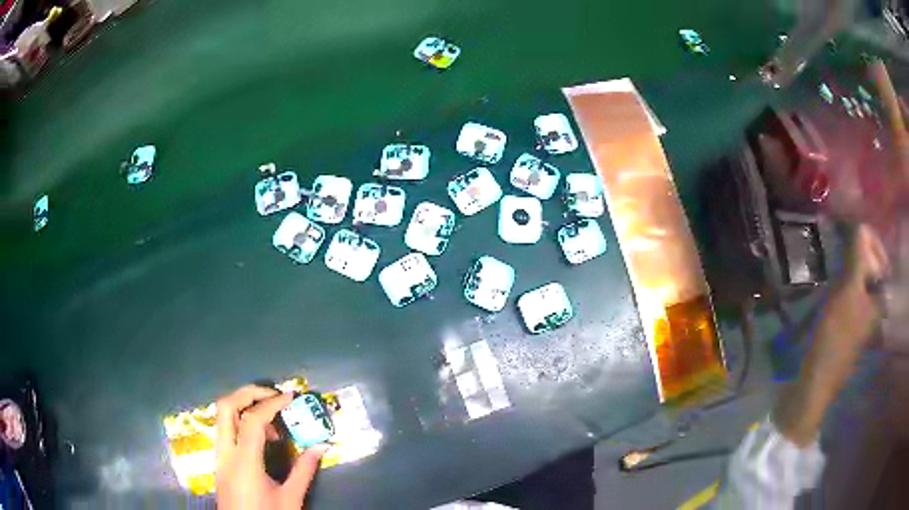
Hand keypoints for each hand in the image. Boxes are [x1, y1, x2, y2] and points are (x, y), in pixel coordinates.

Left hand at [215, 385, 328, 509]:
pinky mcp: (219, 462)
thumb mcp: (290, 499)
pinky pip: (225, 430)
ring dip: (245, 407)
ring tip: (273, 422)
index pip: (253, 420)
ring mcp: (218, 456)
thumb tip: (321, 446)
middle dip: (249, 393)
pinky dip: (241, 423)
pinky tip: (261, 439)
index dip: (272, 403)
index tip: (291, 397)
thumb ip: (304, 470)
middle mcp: (225, 453)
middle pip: (226, 406)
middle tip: (273, 394)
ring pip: (222, 417)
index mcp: (244, 462)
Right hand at [811, 225, 888, 375]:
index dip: (869, 240)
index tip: (854, 228)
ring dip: (851, 266)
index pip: (881, 257)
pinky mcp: (849, 327)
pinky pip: (852, 294)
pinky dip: (845, 282)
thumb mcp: (848, 290)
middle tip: (844, 239)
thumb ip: (857, 256)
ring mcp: (863, 318)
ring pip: (861, 281)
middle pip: (872, 268)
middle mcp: (876, 306)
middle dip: (860, 251)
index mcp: (881, 298)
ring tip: (838, 256)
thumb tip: (860, 223)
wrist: (817, 379)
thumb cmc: (836, 335)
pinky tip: (835, 282)